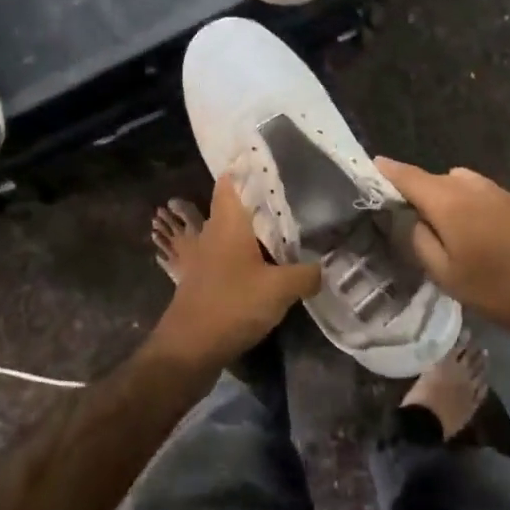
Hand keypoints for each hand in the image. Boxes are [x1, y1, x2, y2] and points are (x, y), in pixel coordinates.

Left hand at [150, 175, 320, 371]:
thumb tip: (321, 267)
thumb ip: (306, 274)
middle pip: (231, 207)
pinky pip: (222, 257)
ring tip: (277, 232)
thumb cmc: (233, 304)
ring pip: (226, 233)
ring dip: (246, 232)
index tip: (268, 161)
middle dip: (255, 202)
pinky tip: (258, 266)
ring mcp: (202, 258)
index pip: (230, 181)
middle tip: (287, 200)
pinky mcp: (201, 280)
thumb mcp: (280, 288)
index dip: (245, 168)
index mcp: (228, 222)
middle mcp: (212, 233)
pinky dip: (239, 256)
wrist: (188, 348)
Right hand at [376, 158, 509, 348]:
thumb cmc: (501, 289)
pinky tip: (472, 236)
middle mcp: (470, 185)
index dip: (386, 171)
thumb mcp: (447, 275)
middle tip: (403, 220)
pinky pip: (477, 195)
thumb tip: (410, 220)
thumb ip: (420, 241)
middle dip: (415, 193)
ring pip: (456, 185)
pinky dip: (465, 205)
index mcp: (448, 200)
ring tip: (440, 232)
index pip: (407, 175)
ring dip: (443, 200)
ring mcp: (497, 191)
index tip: (369, 167)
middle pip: (432, 180)